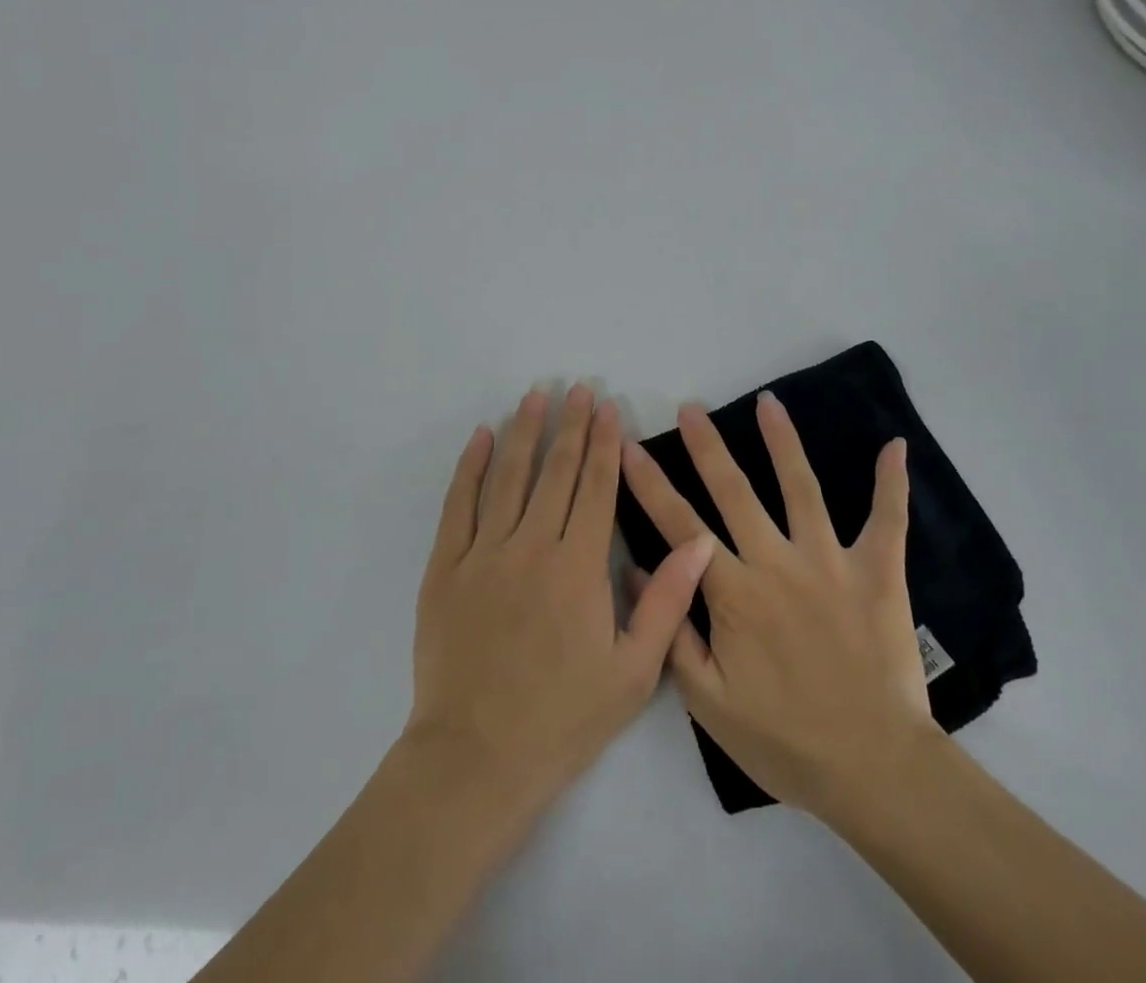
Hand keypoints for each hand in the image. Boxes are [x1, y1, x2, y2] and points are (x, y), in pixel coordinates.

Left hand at [407, 384, 716, 813]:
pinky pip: (458, 505)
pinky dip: (470, 467)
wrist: (476, 758)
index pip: (595, 488)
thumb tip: (699, 541)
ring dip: (524, 431)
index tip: (608, 408)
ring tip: (535, 395)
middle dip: (570, 426)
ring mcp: (483, 554)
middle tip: (579, 387)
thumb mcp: (633, 673)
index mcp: (578, 568)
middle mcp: (531, 547)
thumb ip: (667, 601)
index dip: (604, 444)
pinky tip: (481, 438)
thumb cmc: (563, 719)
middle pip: (555, 471)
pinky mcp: (446, 568)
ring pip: (508, 477)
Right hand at [621, 392, 941, 816]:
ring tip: (768, 402)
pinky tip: (893, 446)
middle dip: (706, 446)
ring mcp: (830, 561)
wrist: (873, 770)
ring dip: (782, 442)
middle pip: (734, 491)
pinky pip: (887, 520)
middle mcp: (778, 562)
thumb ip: (672, 631)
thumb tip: (639, 569)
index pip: (680, 525)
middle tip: (689, 407)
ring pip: (801, 488)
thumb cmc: (785, 740)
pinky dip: (891, 483)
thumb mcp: (708, 703)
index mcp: (734, 592)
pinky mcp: (877, 572)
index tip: (628, 445)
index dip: (649, 483)